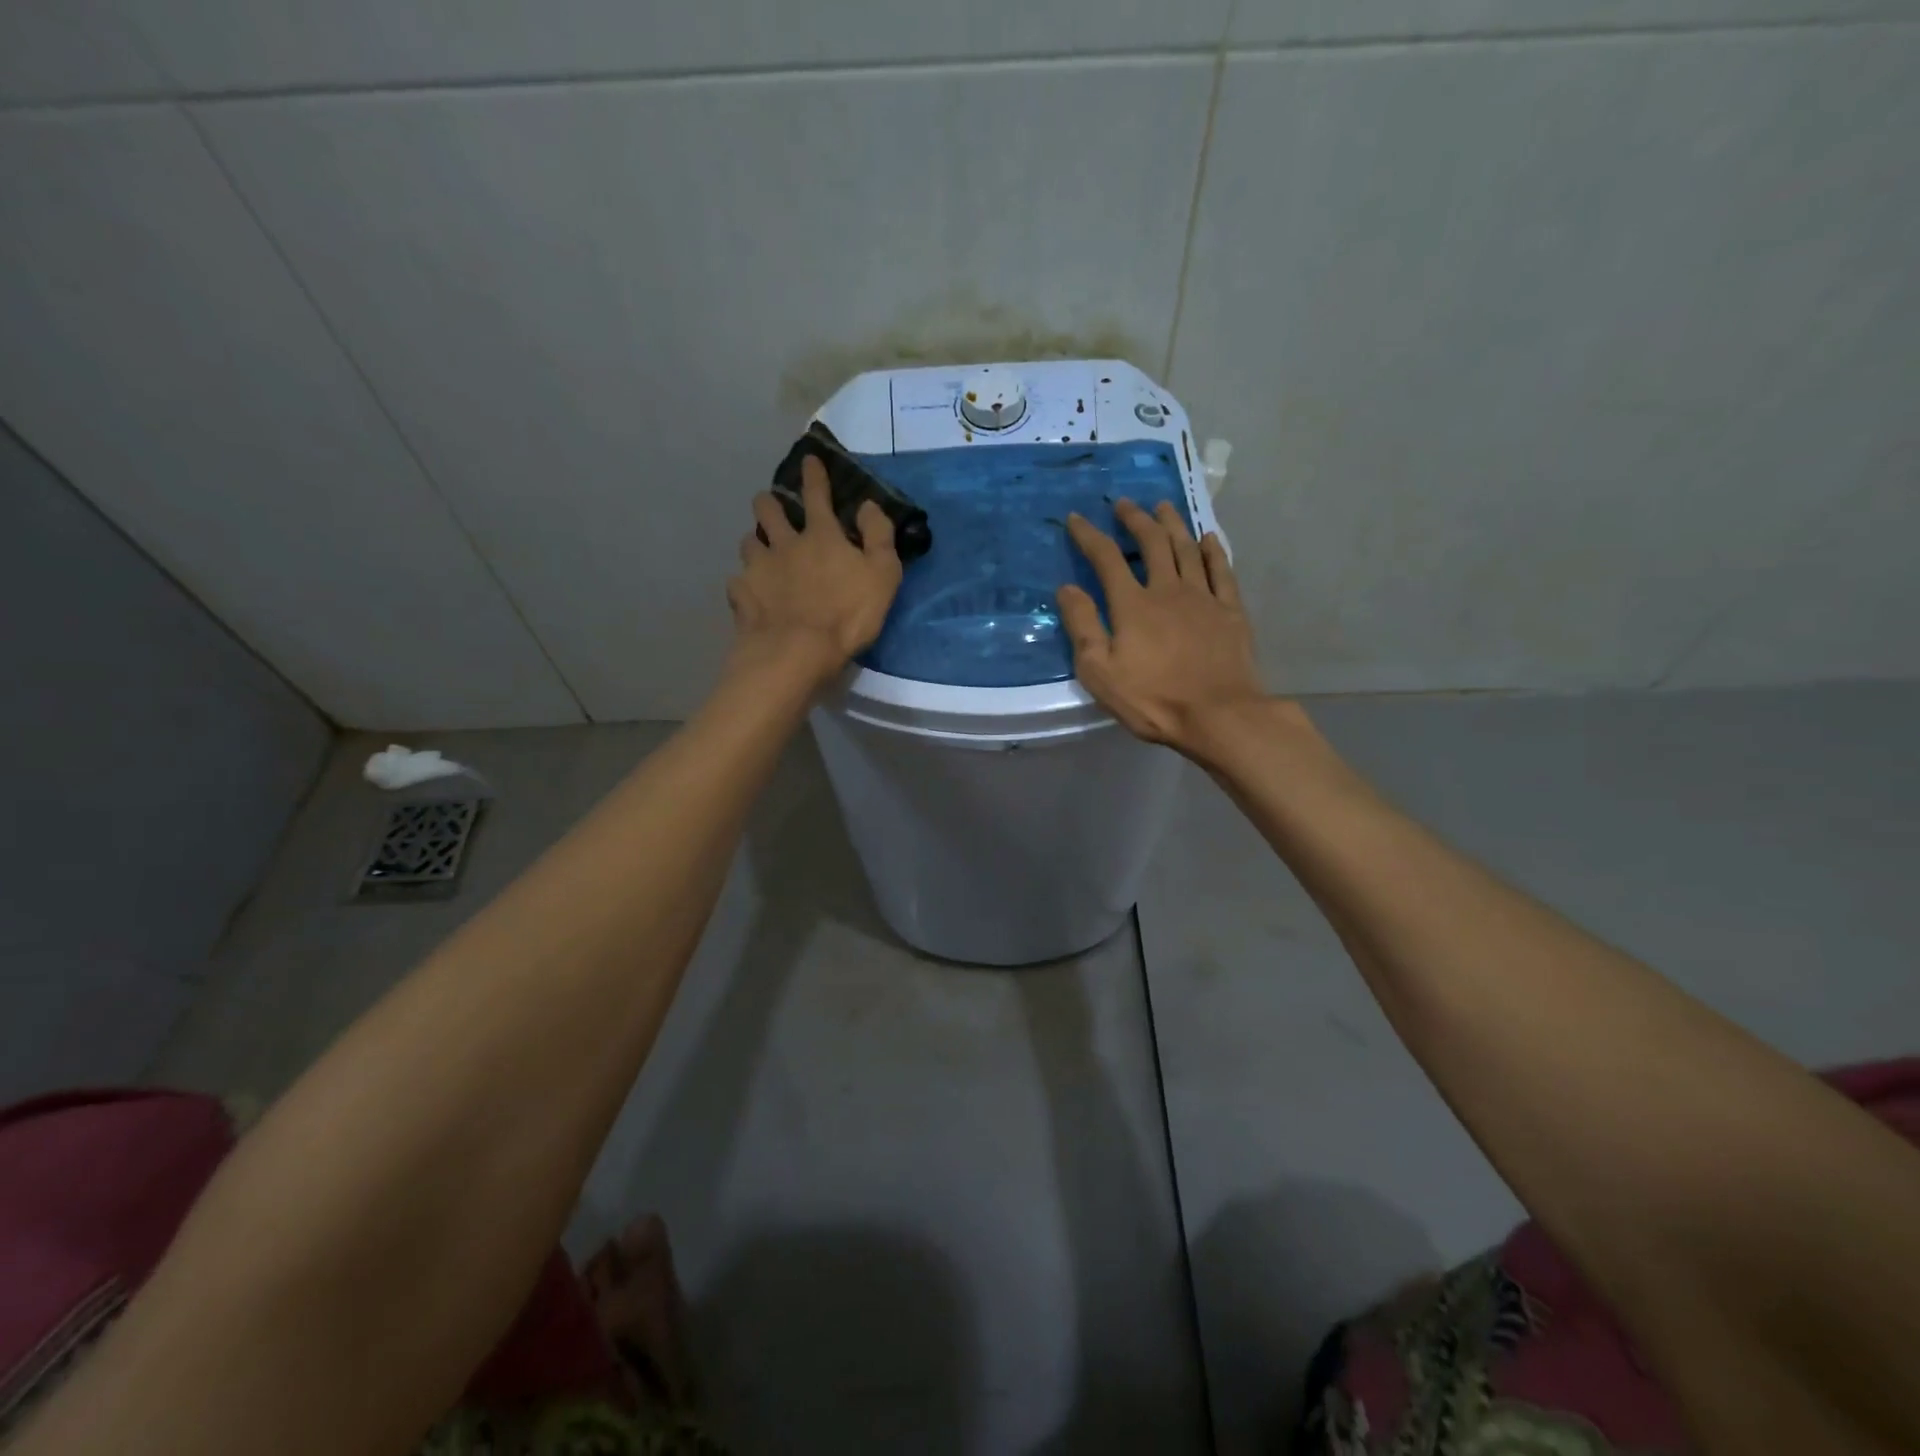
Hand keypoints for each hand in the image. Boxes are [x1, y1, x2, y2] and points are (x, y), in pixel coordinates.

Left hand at [727, 454, 902, 687]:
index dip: (814, 474)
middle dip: (768, 502)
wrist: (797, 652)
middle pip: (767, 510)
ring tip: (760, 553)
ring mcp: (758, 569)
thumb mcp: (883, 574)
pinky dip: (745, 585)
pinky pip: (738, 583)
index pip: (817, 494)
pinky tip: (750, 594)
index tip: (808, 459)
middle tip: (771, 507)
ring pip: (748, 542)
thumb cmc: (848, 614)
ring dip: (755, 542)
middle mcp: (784, 543)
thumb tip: (867, 505)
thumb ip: (879, 535)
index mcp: (821, 535)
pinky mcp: (742, 596)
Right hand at [1058, 500, 1266, 754]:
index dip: (1089, 536)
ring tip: (1162, 506)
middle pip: (1152, 543)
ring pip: (1187, 549)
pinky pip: (1222, 571)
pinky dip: (1214, 550)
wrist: (1218, 715)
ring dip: (1173, 524)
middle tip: (1124, 503)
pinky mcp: (1231, 611)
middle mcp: (1168, 590)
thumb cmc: (1153, 699)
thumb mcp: (1100, 671)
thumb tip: (1067, 588)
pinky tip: (1209, 538)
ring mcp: (1204, 598)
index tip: (1077, 518)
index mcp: (1133, 605)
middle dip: (1135, 520)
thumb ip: (1083, 626)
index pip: (1107, 559)